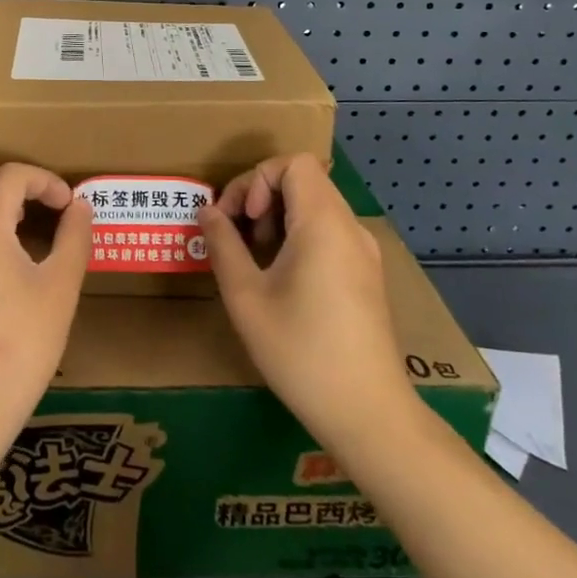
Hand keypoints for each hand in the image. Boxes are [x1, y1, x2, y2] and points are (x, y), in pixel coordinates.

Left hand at [0, 159, 91, 479]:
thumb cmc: (18, 347)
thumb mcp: (59, 290)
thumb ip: (74, 238)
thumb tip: (80, 206)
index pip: (12, 175)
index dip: (46, 181)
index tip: (70, 207)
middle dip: (2, 175)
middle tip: (35, 202)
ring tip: (27, 229)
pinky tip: (7, 260)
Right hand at [200, 154, 419, 458]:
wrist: (369, 414)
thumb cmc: (301, 351)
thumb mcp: (246, 297)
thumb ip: (223, 245)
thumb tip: (207, 211)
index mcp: (324, 223)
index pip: (293, 163)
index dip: (257, 178)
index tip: (242, 219)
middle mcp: (350, 227)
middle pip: (304, 180)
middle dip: (262, 197)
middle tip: (239, 237)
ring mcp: (364, 252)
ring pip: (316, 205)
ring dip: (279, 217)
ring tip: (256, 259)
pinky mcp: (368, 275)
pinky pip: (330, 231)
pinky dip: (300, 236)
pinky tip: (283, 278)